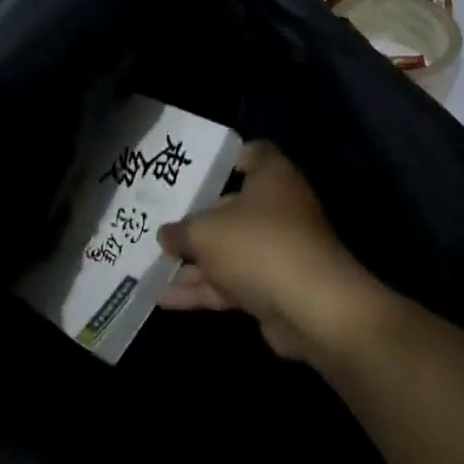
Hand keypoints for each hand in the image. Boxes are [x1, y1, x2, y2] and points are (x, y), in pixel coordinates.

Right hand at [157, 140, 381, 361]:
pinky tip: (163, 298)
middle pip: (231, 207)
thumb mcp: (205, 232)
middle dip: (195, 220)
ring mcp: (277, 250)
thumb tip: (165, 235)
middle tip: (159, 222)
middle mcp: (278, 208)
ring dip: (193, 262)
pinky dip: (202, 290)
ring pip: (229, 251)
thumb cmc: (257, 245)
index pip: (252, 153)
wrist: (312, 310)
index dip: (226, 157)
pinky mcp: (274, 288)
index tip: (194, 168)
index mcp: (271, 177)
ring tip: (151, 265)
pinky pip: (231, 283)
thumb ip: (181, 232)